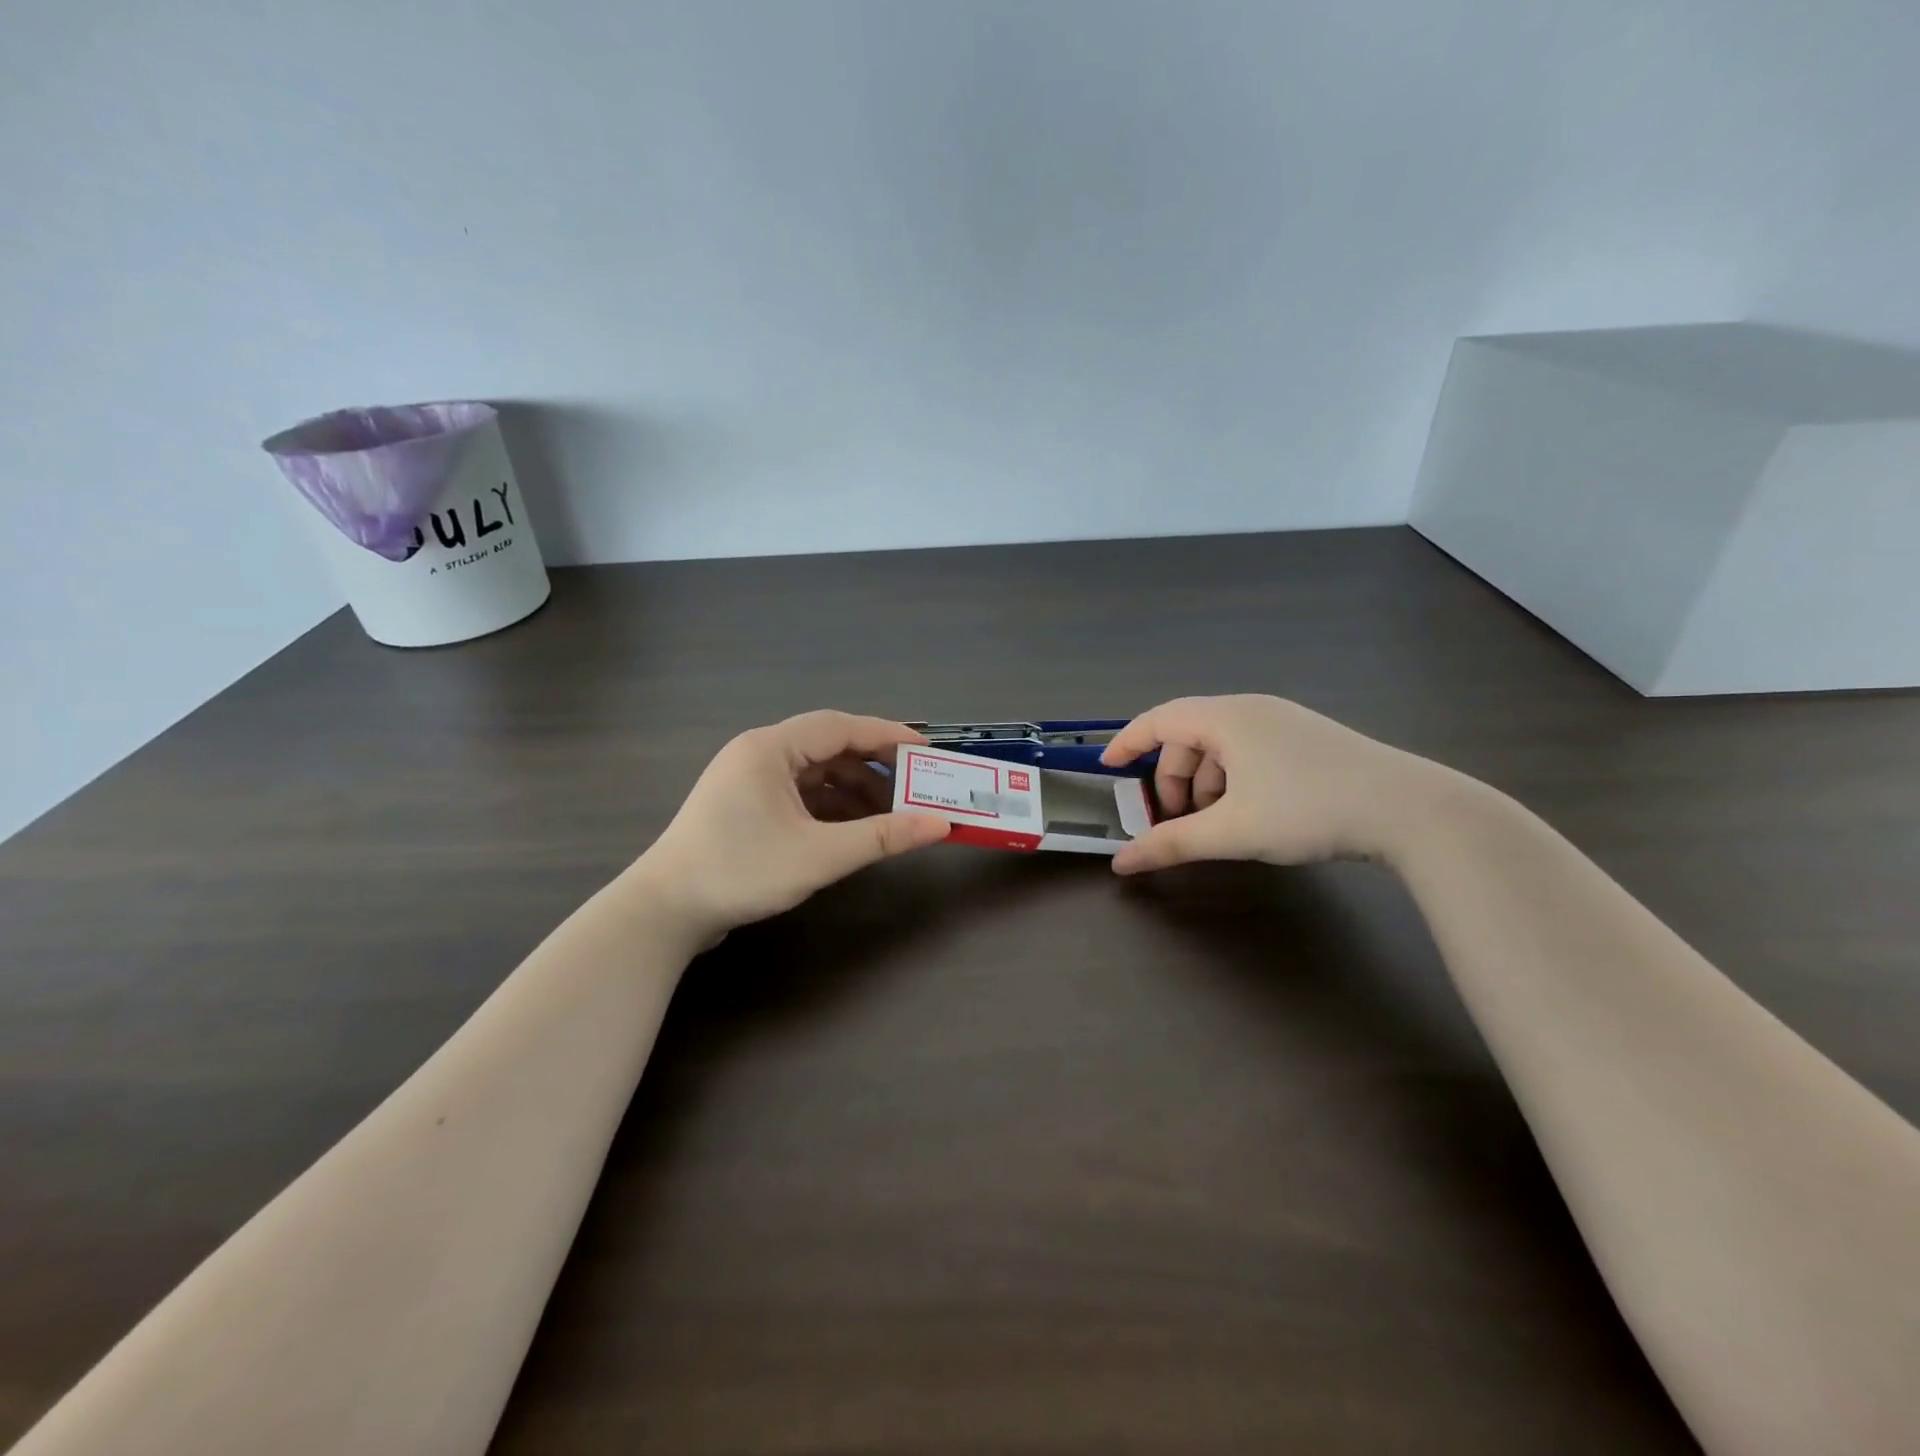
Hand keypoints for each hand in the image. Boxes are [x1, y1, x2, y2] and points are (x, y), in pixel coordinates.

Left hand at [633, 711, 950, 940]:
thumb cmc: (741, 871)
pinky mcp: (746, 806)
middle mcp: (759, 754)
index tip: (926, 751)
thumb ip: (882, 837)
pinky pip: (800, 794)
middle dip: (874, 767)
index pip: (841, 727)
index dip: (887, 736)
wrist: (664, 912)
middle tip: (914, 785)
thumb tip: (940, 824)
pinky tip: (854, 829)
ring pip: (815, 773)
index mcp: (770, 748)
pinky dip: (831, 807)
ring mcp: (750, 780)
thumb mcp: (819, 855)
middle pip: (829, 747)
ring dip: (854, 790)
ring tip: (890, 815)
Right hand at [1099, 694, 1461, 874]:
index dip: (1128, 742)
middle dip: (1174, 780)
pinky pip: (1250, 753)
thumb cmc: (1307, 809)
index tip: (1108, 768)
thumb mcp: (1232, 831)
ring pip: (1222, 748)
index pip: (1158, 718)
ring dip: (1205, 785)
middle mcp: (1251, 709)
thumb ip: (1171, 844)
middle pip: (1189, 738)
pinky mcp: (1309, 740)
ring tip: (1216, 826)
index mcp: (1226, 717)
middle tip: (1176, 823)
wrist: (1409, 809)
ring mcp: (1284, 722)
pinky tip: (1250, 814)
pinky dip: (1234, 781)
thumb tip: (1122, 863)